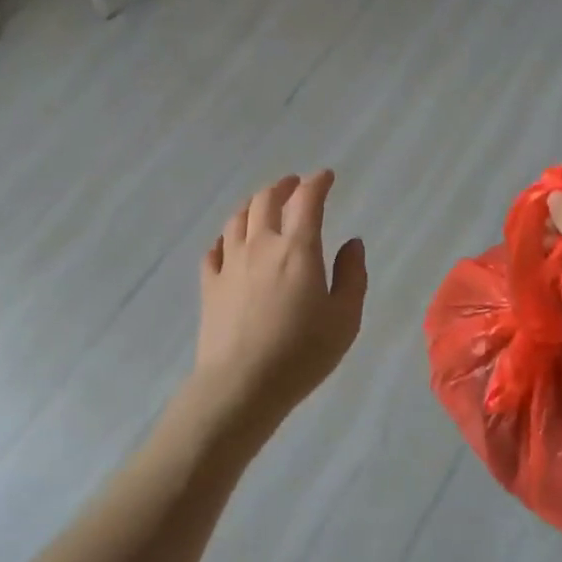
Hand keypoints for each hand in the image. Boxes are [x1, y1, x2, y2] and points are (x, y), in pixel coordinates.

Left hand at [192, 171, 367, 433]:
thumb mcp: (345, 318)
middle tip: (294, 185)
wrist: (242, 385)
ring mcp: (230, 263)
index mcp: (297, 248)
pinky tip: (230, 242)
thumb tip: (352, 243)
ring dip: (253, 205)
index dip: (317, 183)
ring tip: (263, 205)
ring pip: (238, 219)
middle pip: (266, 200)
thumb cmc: (302, 353)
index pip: (307, 200)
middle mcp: (261, 245)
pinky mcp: (209, 285)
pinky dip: (225, 238)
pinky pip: (214, 249)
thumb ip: (352, 275)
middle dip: (283, 186)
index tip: (326, 176)